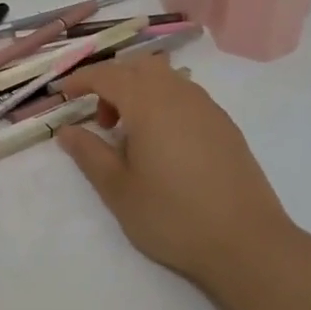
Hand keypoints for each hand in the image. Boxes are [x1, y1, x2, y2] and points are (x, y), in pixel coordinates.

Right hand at [55, 56, 305, 292]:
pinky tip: (164, 144)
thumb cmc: (173, 216)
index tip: (63, 94)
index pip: (107, 75)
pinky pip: (187, 96)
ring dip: (141, 92)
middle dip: (113, 82)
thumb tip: (67, 130)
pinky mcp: (225, 125)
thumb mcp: (118, 190)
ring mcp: (208, 107)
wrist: (247, 242)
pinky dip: (165, 104)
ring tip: (133, 134)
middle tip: (102, 121)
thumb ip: (89, 153)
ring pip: (166, 78)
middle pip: (139, 67)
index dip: (81, 80)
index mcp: (148, 103)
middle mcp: (179, 94)